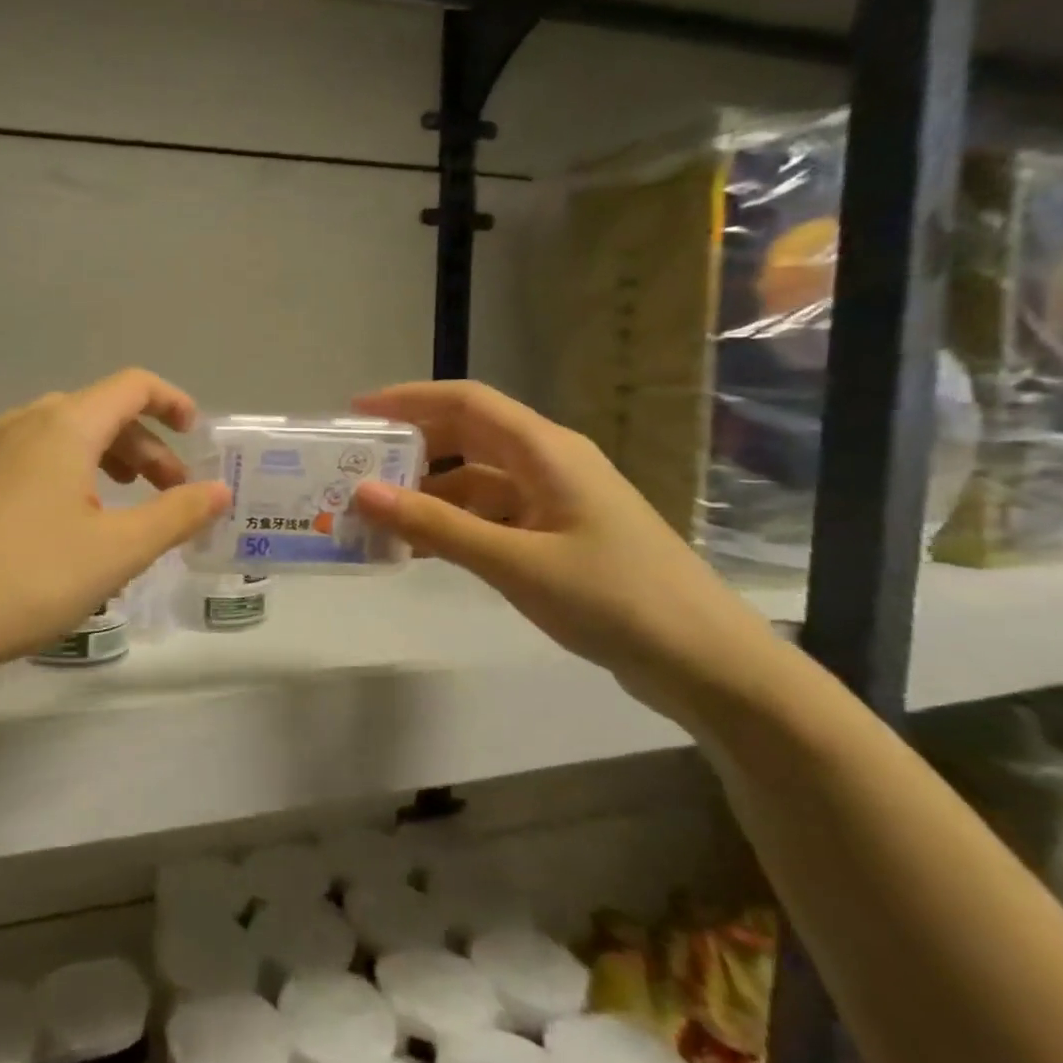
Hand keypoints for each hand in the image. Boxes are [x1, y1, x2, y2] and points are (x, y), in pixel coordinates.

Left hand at [0, 369, 229, 682]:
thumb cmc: (30, 578)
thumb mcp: (118, 551)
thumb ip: (176, 514)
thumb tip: (219, 491)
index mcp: (63, 426)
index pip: (131, 386)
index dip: (172, 402)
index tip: (195, 437)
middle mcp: (21, 423)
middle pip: (98, 412)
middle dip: (144, 446)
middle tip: (169, 493)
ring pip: (61, 435)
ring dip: (105, 459)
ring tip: (123, 505)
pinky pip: (30, 458)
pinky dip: (67, 472)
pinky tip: (67, 519)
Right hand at [348, 381, 782, 721]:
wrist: (705, 662)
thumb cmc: (613, 599)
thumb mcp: (514, 562)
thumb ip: (436, 527)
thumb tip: (363, 493)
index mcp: (547, 451)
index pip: (467, 403)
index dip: (408, 400)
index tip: (356, 413)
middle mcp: (550, 464)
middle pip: (468, 437)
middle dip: (411, 447)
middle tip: (356, 468)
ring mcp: (556, 501)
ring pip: (476, 480)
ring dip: (428, 493)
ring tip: (376, 514)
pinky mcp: (558, 536)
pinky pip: (491, 515)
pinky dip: (453, 524)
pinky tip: (420, 549)